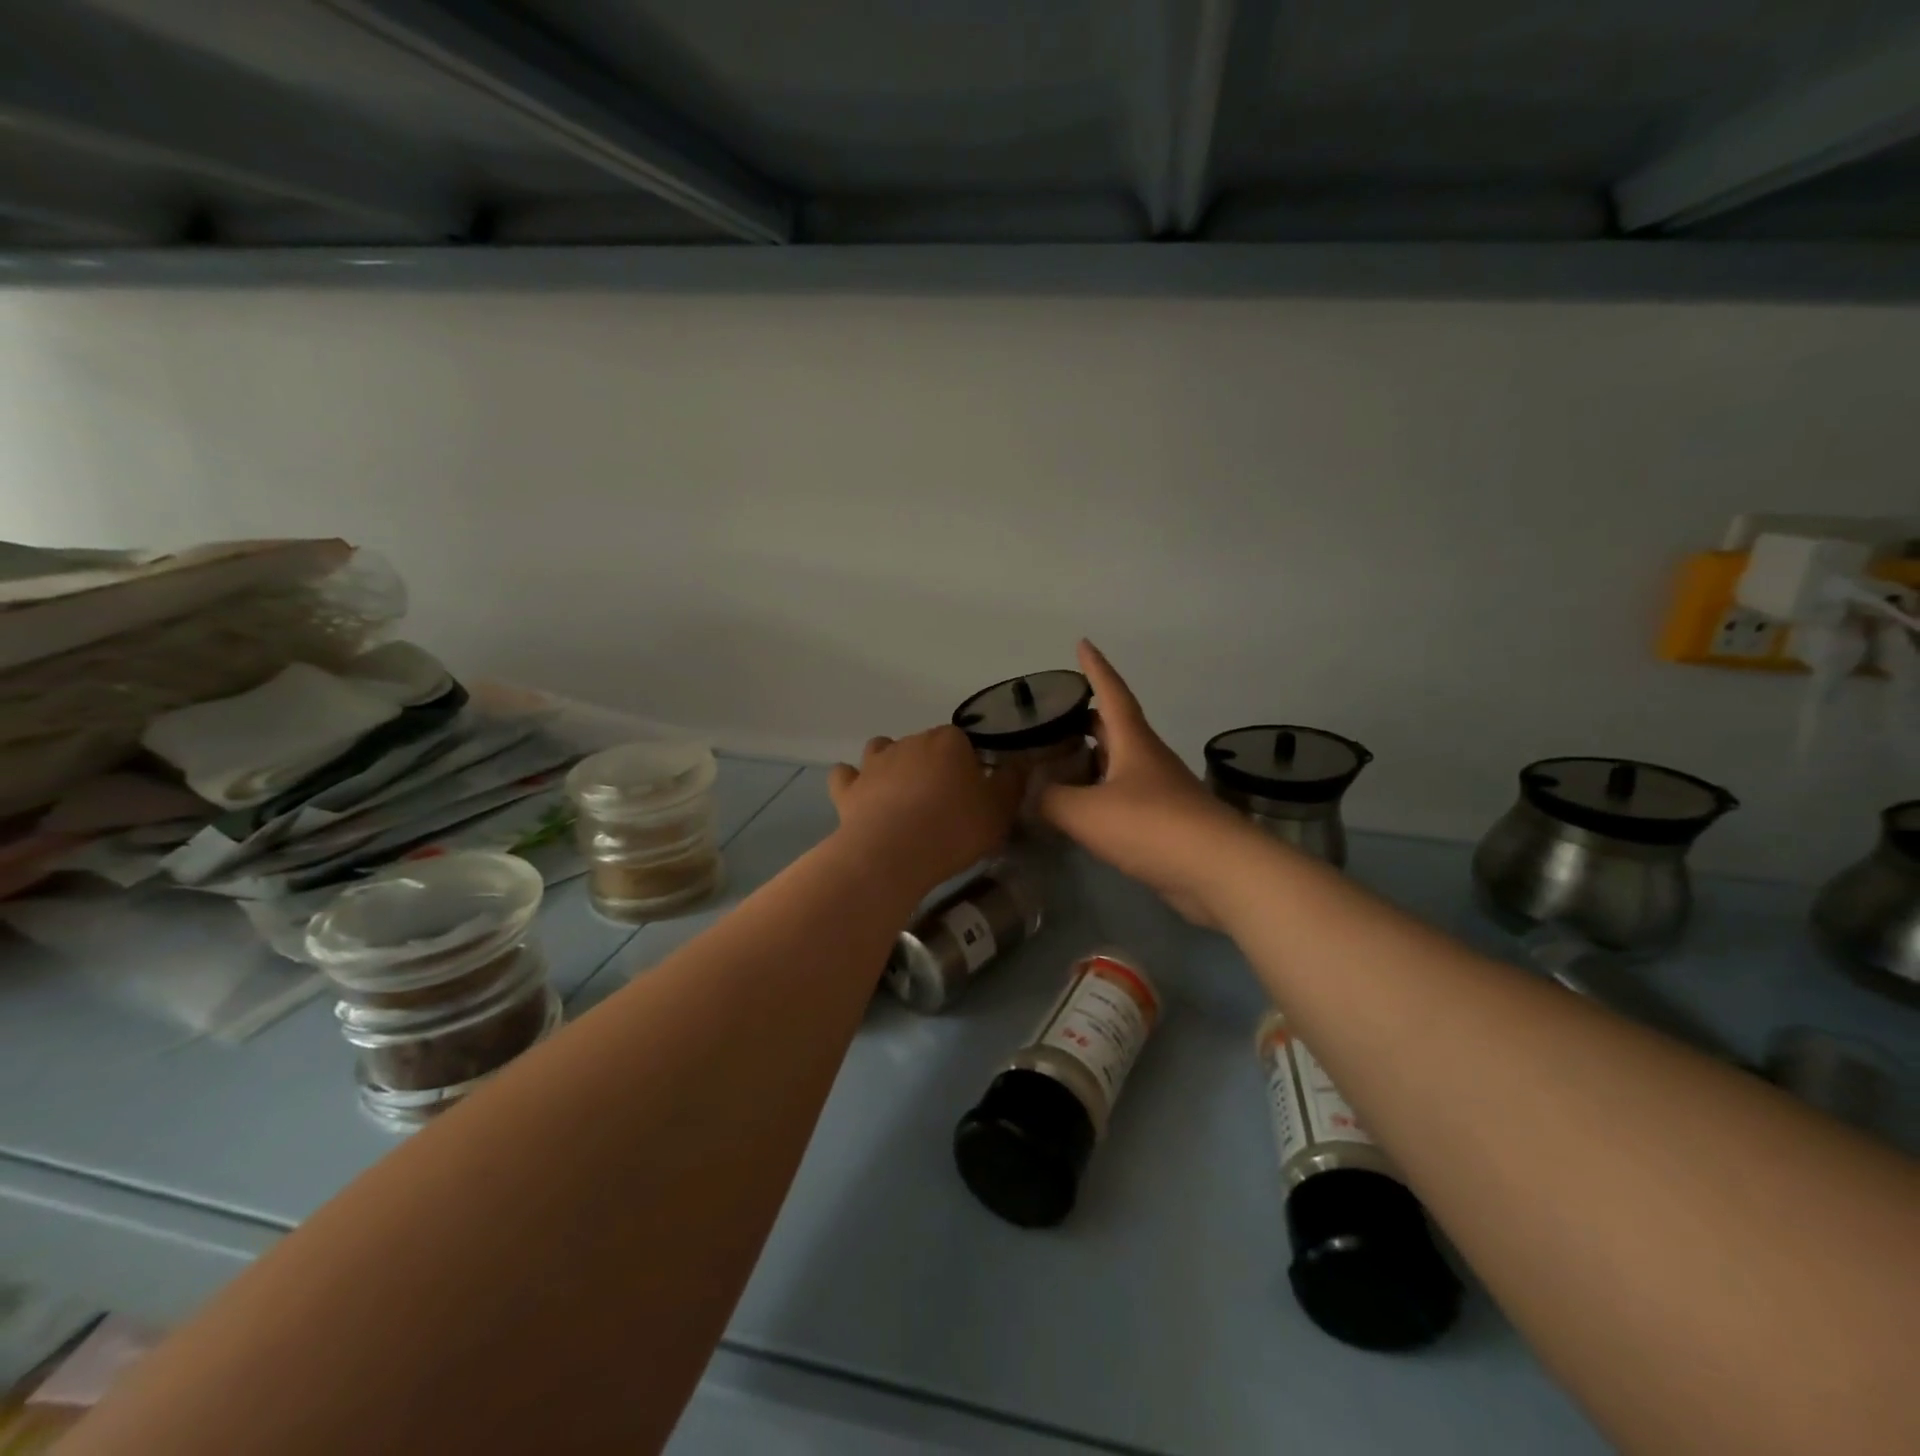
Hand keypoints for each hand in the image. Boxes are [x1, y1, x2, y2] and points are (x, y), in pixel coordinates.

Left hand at [828, 726, 1024, 897]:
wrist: (894, 853)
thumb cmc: (955, 828)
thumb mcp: (1000, 810)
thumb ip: (1012, 783)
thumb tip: (1018, 764)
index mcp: (949, 741)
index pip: (964, 743)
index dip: (970, 766)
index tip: (974, 794)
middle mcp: (910, 742)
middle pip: (925, 746)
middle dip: (933, 766)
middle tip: (943, 803)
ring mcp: (874, 763)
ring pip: (883, 750)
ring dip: (891, 765)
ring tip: (902, 797)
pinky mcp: (849, 789)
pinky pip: (846, 775)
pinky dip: (852, 782)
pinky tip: (861, 797)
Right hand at [1039, 640, 1249, 925]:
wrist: (1217, 870)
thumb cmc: (1152, 825)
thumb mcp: (1087, 811)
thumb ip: (1050, 800)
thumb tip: (1028, 794)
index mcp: (1133, 742)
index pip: (1111, 693)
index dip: (1096, 668)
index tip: (1083, 643)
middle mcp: (1147, 759)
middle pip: (1114, 728)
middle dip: (1086, 719)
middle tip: (1054, 716)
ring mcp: (1159, 792)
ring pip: (1118, 765)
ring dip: (1091, 760)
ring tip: (1057, 763)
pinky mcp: (1164, 824)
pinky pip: (1123, 799)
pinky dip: (1099, 796)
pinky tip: (1081, 812)